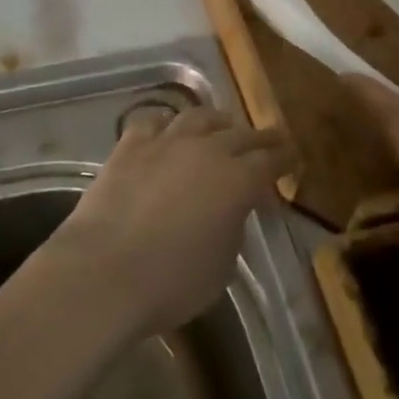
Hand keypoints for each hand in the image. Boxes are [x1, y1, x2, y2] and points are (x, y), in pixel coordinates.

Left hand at [44, 107, 294, 341]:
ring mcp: (165, 141)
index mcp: (237, 180)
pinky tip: (168, 128)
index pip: (270, 161)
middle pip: (240, 134)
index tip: (294, 156)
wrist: (105, 270)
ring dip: (217, 121)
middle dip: (259, 137)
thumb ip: (232, 229)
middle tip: (271, 139)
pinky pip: (153, 120)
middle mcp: (205, 150)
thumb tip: (230, 211)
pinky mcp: (130, 145)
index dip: (285, 158)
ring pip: (199, 117)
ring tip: (223, 126)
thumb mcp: (222, 265)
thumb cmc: (172, 281)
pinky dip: (167, 122)